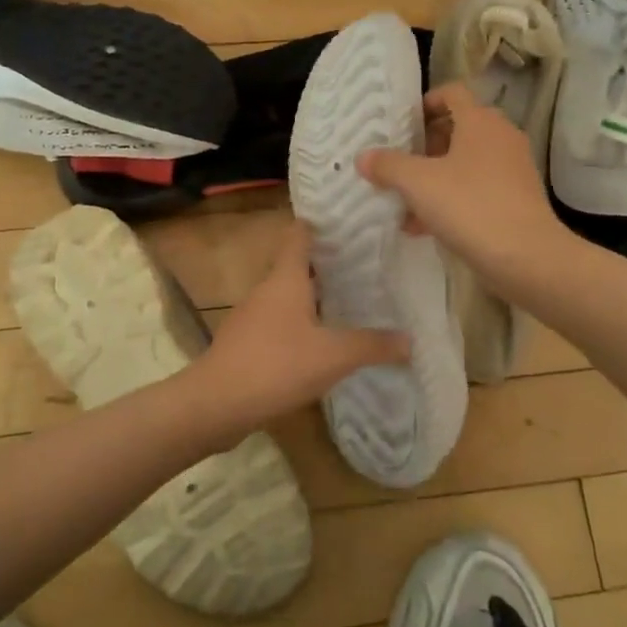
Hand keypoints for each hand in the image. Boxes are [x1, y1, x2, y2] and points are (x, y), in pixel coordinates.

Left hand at [189, 221, 409, 436]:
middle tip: (364, 266)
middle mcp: (267, 290)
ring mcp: (252, 317)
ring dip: (314, 298)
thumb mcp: (333, 356)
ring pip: (288, 297)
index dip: (319, 224)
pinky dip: (300, 326)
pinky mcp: (245, 344)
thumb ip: (372, 345)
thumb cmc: (276, 365)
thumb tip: (410, 340)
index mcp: (286, 279)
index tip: (346, 221)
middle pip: (297, 266)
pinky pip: (278, 324)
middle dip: (327, 265)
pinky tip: (320, 344)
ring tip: (349, 303)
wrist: (215, 404)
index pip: (299, 235)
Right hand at [358, 81, 565, 289]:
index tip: (401, 124)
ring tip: (403, 200)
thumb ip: (388, 166)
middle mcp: (500, 136)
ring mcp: (512, 168)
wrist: (526, 256)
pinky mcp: (516, 198)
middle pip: (458, 128)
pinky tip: (421, 227)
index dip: (425, 102)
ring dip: (434, 177)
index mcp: (480, 121)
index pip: (452, 93)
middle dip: (425, 145)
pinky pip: (476, 189)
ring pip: (465, 163)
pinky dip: (451, 199)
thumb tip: (363, 156)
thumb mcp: (418, 183)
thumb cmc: (470, 206)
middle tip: (398, 163)